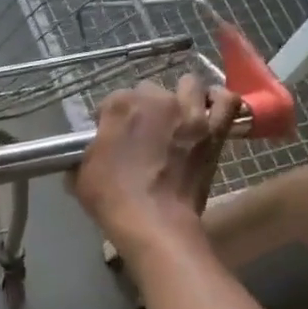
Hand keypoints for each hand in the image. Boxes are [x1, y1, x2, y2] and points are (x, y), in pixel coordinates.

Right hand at [73, 74, 237, 257]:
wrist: (154, 222)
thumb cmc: (112, 199)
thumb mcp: (80, 175)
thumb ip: (84, 155)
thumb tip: (88, 154)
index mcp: (120, 106)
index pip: (110, 102)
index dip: (107, 120)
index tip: (108, 139)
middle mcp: (156, 99)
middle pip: (148, 91)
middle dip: (143, 108)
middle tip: (141, 134)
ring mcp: (189, 112)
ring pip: (189, 86)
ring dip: (181, 97)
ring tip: (176, 116)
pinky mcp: (214, 130)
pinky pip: (227, 102)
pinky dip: (219, 101)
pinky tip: (209, 109)